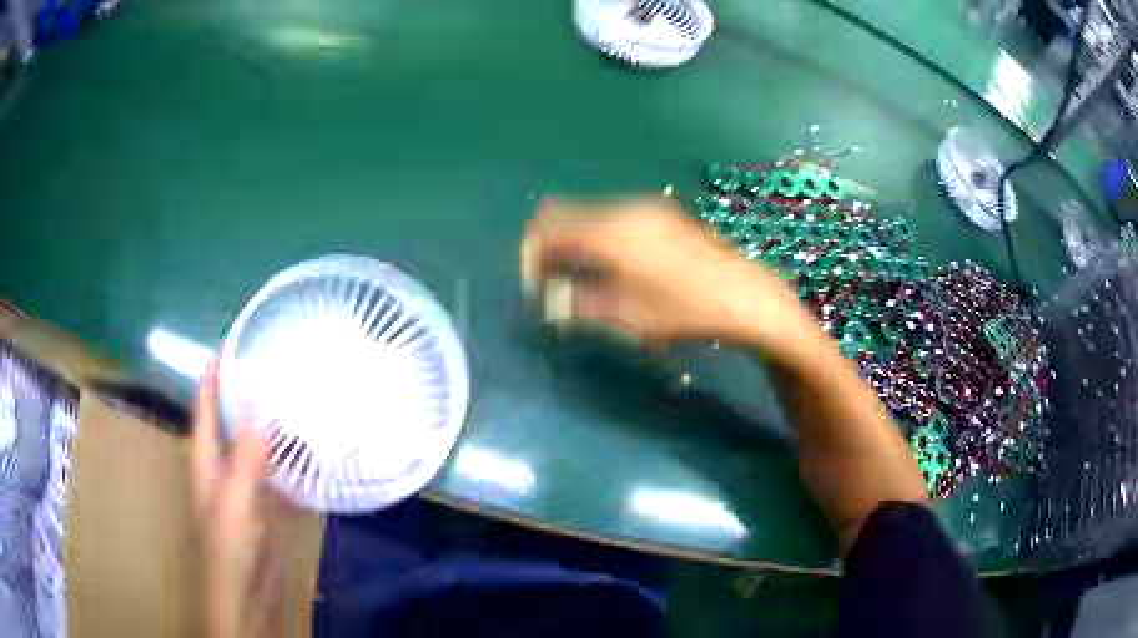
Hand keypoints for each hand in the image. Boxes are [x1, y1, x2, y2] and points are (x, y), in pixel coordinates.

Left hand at [193, 362, 289, 637]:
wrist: (246, 600)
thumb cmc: (229, 553)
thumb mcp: (233, 504)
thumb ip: (245, 458)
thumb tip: (263, 405)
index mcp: (206, 460)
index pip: (207, 406)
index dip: (215, 373)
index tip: (235, 341)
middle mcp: (226, 467)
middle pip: (236, 420)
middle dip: (252, 390)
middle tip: (281, 362)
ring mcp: (250, 489)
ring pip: (263, 446)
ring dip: (279, 424)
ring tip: (305, 395)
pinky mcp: (272, 509)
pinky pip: (285, 476)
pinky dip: (300, 461)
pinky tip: (321, 450)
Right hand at [522, 197, 819, 357]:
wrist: (746, 297)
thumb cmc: (686, 312)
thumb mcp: (627, 317)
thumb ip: (578, 304)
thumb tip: (547, 301)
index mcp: (610, 232)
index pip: (547, 231)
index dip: (531, 258)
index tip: (534, 290)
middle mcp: (624, 210)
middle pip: (564, 216)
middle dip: (549, 249)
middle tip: (553, 286)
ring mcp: (646, 208)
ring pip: (588, 216)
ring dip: (574, 244)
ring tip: (581, 282)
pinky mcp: (662, 214)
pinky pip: (612, 219)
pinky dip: (598, 238)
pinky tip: (612, 267)